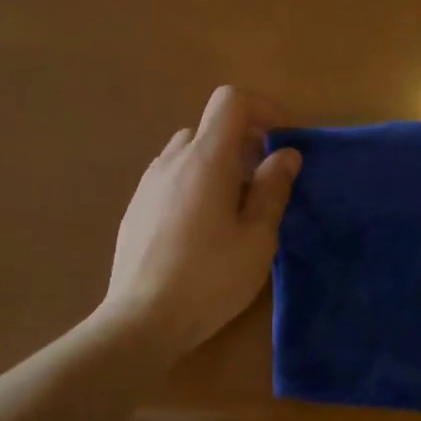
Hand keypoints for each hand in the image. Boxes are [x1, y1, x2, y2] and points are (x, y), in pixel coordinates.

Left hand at [99, 85, 300, 357]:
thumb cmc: (210, 278)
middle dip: (243, 144)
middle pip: (210, 128)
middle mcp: (172, 160)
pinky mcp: (135, 208)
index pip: (231, 100)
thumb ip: (273, 188)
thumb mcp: (257, 238)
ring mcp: (148, 184)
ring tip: (233, 211)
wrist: (142, 319)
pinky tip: (201, 231)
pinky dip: (194, 185)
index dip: (264, 108)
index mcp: (206, 160)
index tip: (284, 140)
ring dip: (218, 166)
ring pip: (189, 154)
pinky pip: (171, 179)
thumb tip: (285, 153)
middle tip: (264, 185)